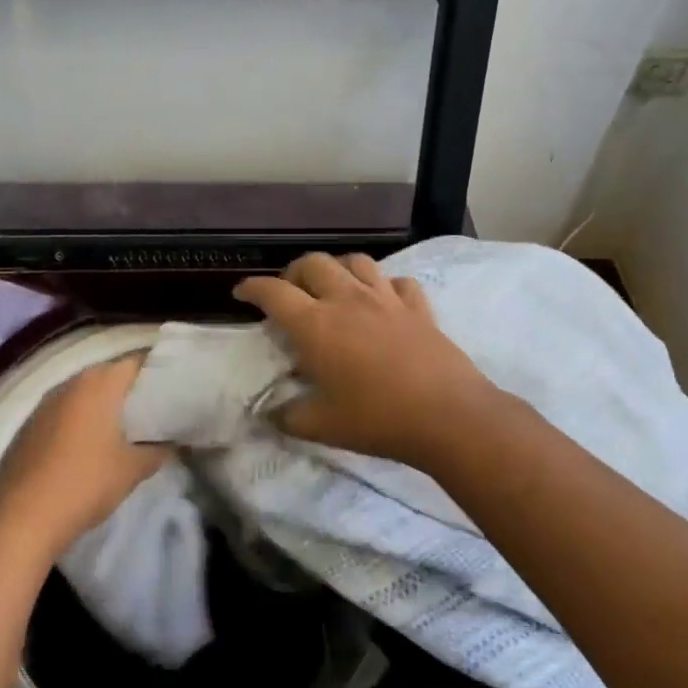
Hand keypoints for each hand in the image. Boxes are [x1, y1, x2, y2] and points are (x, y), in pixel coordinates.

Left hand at [0, 355, 168, 561]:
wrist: (21, 519)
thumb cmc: (86, 482)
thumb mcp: (132, 469)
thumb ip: (158, 451)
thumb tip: (172, 444)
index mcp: (99, 384)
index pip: (136, 361)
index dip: (157, 371)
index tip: (173, 386)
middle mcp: (70, 383)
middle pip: (108, 374)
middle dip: (129, 389)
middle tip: (153, 409)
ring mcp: (44, 404)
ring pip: (83, 394)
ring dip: (102, 406)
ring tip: (123, 427)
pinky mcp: (27, 427)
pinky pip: (63, 413)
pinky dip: (79, 421)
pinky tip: (88, 446)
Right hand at [233, 252, 500, 465]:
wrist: (446, 415)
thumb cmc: (376, 419)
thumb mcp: (321, 426)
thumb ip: (288, 417)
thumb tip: (268, 414)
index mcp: (316, 325)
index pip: (273, 292)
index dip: (252, 287)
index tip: (241, 292)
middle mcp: (347, 300)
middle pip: (313, 264)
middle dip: (294, 271)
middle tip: (289, 290)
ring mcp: (386, 299)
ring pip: (356, 262)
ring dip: (338, 268)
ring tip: (333, 285)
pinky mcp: (418, 307)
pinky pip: (398, 282)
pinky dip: (385, 285)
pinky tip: (383, 299)